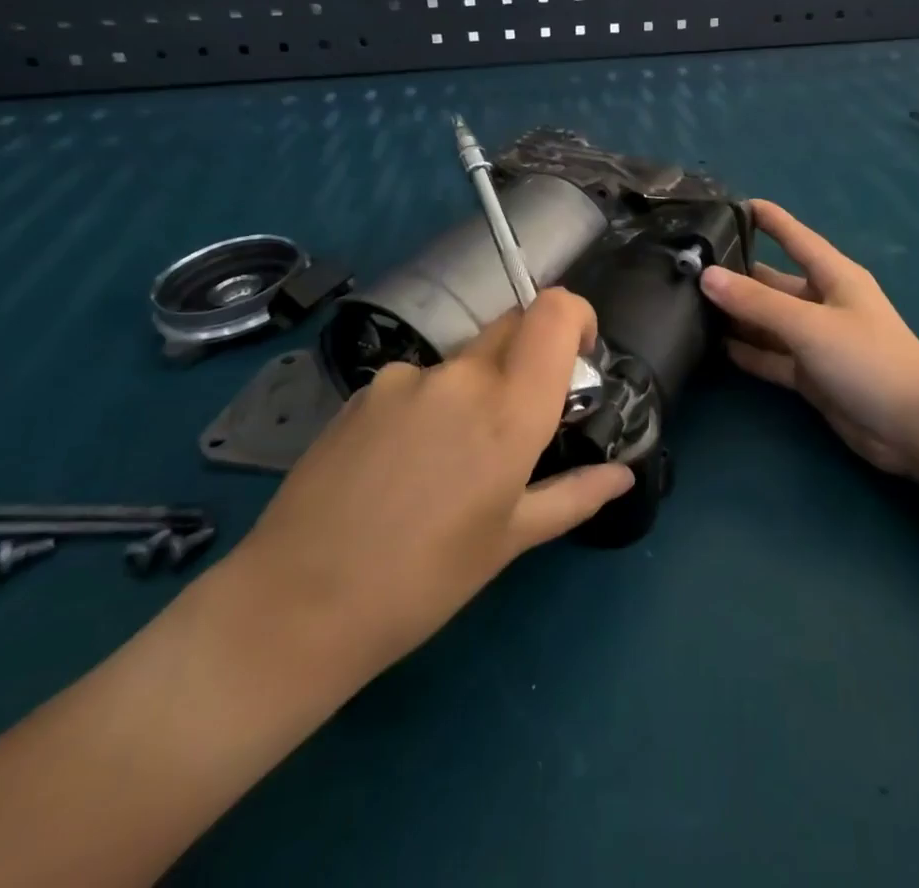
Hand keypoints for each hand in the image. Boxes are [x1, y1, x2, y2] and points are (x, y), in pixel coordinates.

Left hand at [227, 289, 632, 694]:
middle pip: (513, 325)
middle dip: (530, 357)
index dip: (576, 316)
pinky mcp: (363, 390)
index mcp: (510, 407)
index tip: (579, 356)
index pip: (554, 311)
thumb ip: (574, 495)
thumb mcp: (509, 541)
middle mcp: (461, 375)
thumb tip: (623, 475)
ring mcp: (405, 377)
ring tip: (447, 463)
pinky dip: (429, 406)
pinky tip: (401, 466)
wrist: (295, 607)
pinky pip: (418, 381)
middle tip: (519, 422)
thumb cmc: (423, 581)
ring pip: (463, 360)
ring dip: (475, 390)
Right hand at [700, 200, 918, 476]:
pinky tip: (713, 346)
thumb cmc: (868, 359)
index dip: (765, 218)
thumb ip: (757, 302)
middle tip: (688, 266)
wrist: (913, 428)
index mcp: (833, 275)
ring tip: (688, 304)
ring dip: (736, 315)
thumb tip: (707, 276)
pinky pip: (771, 356)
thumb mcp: (809, 325)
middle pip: (772, 280)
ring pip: (767, 321)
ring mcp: (815, 339)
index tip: (726, 205)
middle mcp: (822, 301)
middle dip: (736, 273)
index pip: (793, 236)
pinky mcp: (810, 374)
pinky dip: (747, 352)